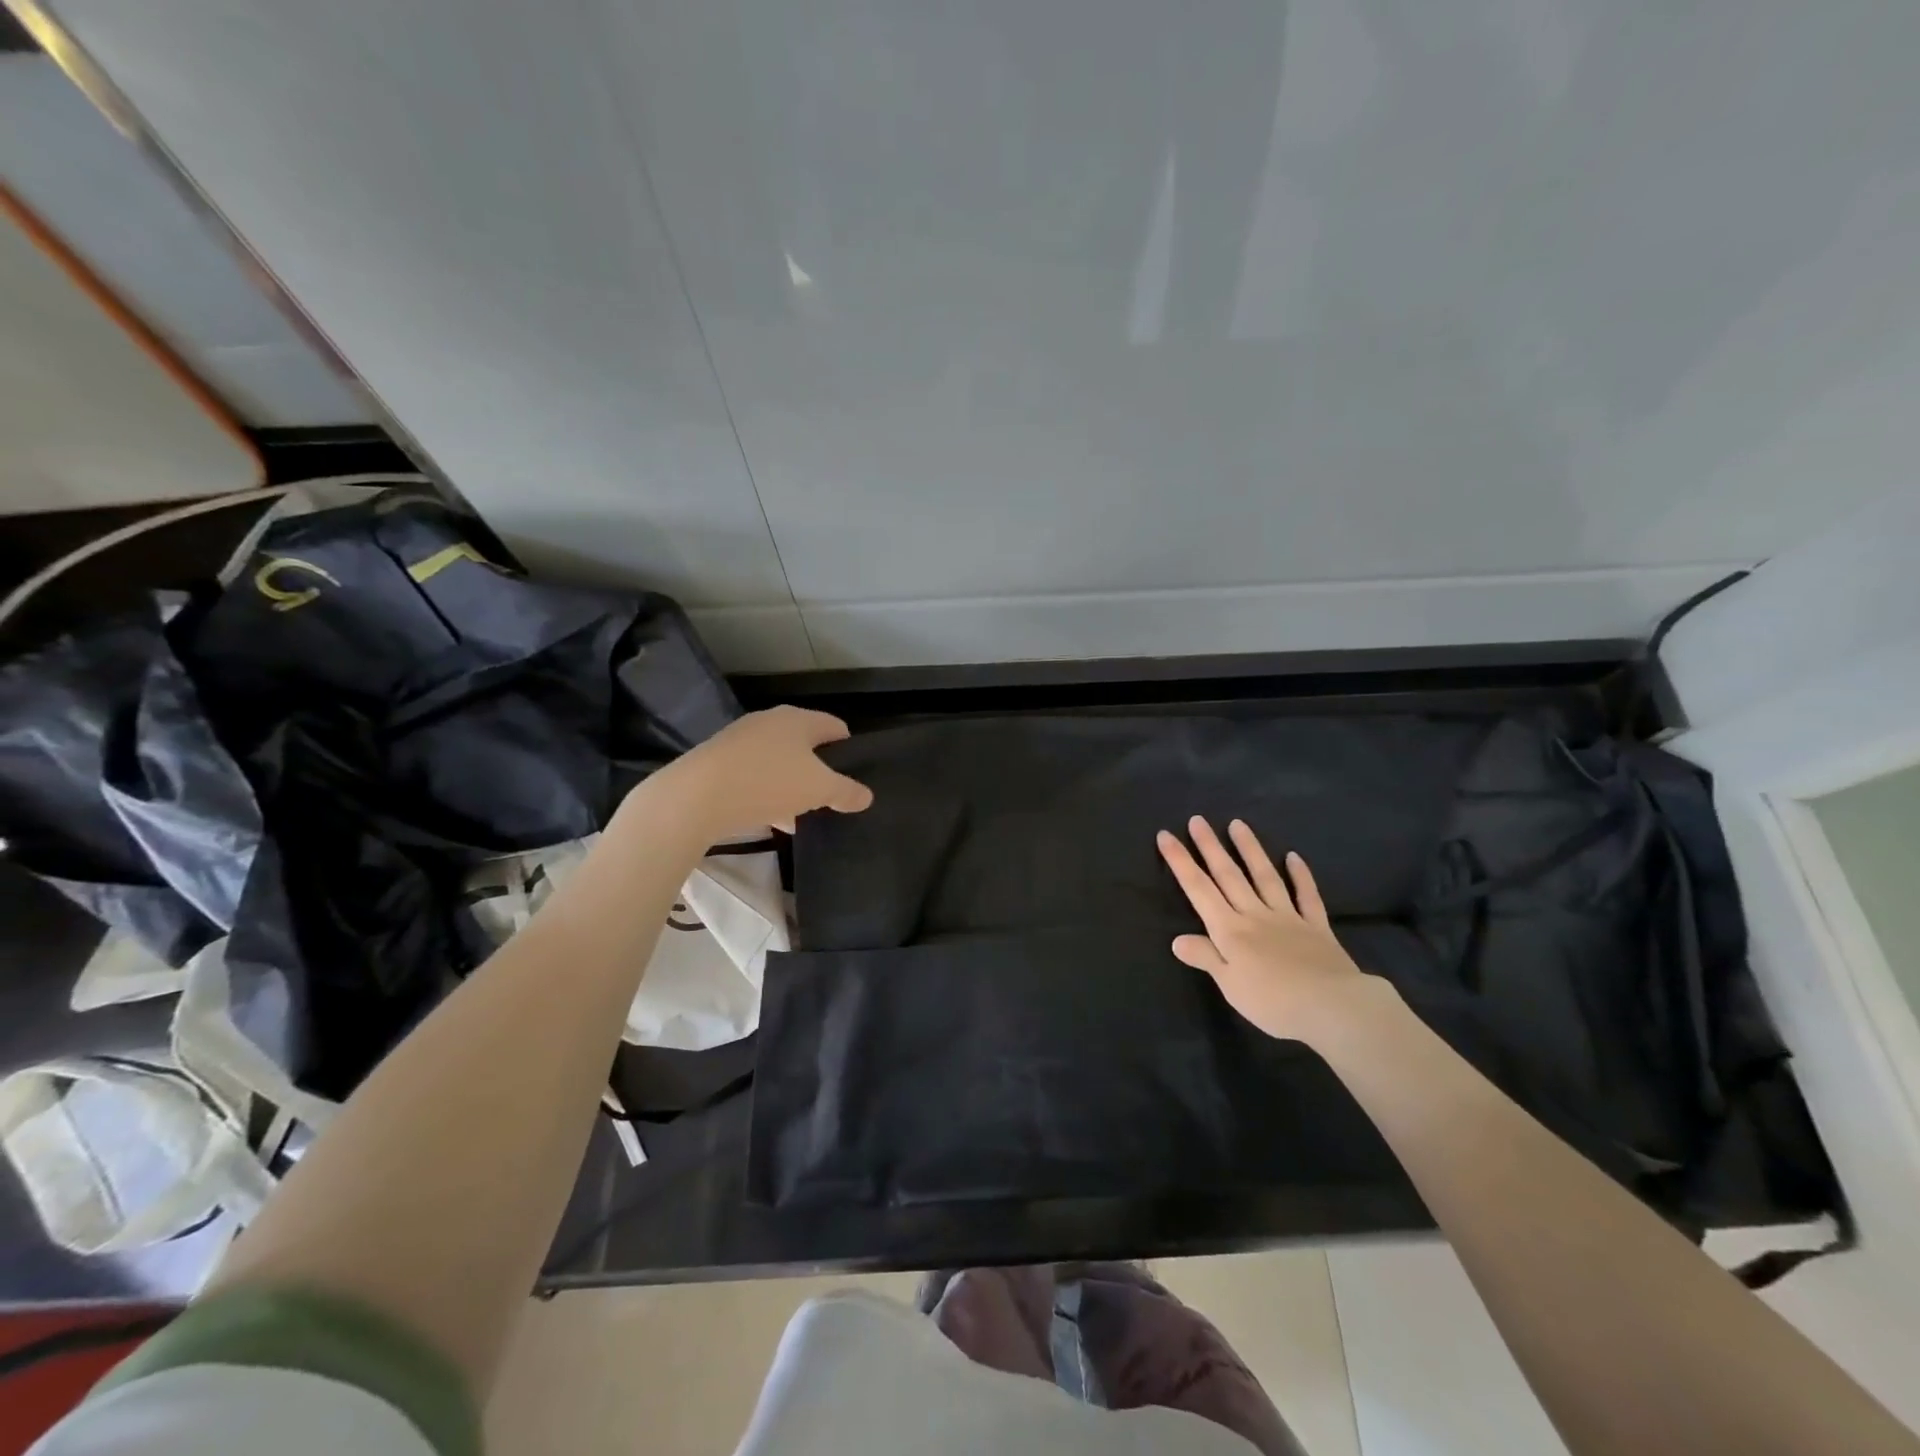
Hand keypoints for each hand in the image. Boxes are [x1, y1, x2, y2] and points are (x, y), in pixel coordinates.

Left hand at [644, 705, 873, 838]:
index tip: (856, 768)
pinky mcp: (718, 761)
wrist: (696, 796)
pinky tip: (771, 819)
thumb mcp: (818, 790)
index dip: (848, 745)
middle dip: (818, 768)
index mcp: (798, 719)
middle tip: (830, 794)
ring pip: (778, 761)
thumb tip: (867, 796)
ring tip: (802, 814)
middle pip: (804, 743)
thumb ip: (846, 791)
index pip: (834, 725)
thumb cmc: (768, 783)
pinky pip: (753, 775)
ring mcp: (740, 739)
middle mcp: (769, 721)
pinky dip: (766, 793)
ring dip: (791, 784)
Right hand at [1156, 816, 1377, 1040]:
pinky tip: (1294, 857)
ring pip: (1264, 877)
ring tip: (1237, 824)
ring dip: (1250, 849)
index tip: (1166, 836)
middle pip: (1229, 875)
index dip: (1180, 861)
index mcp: (1229, 930)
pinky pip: (1307, 896)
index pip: (1198, 889)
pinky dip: (1300, 876)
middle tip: (1198, 820)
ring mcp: (1287, 917)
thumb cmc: (1274, 1001)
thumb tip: (1177, 939)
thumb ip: (1206, 957)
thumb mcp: (1230, 985)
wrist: (1333, 1006)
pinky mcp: (1316, 927)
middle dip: (1210, 847)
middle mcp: (1255, 915)